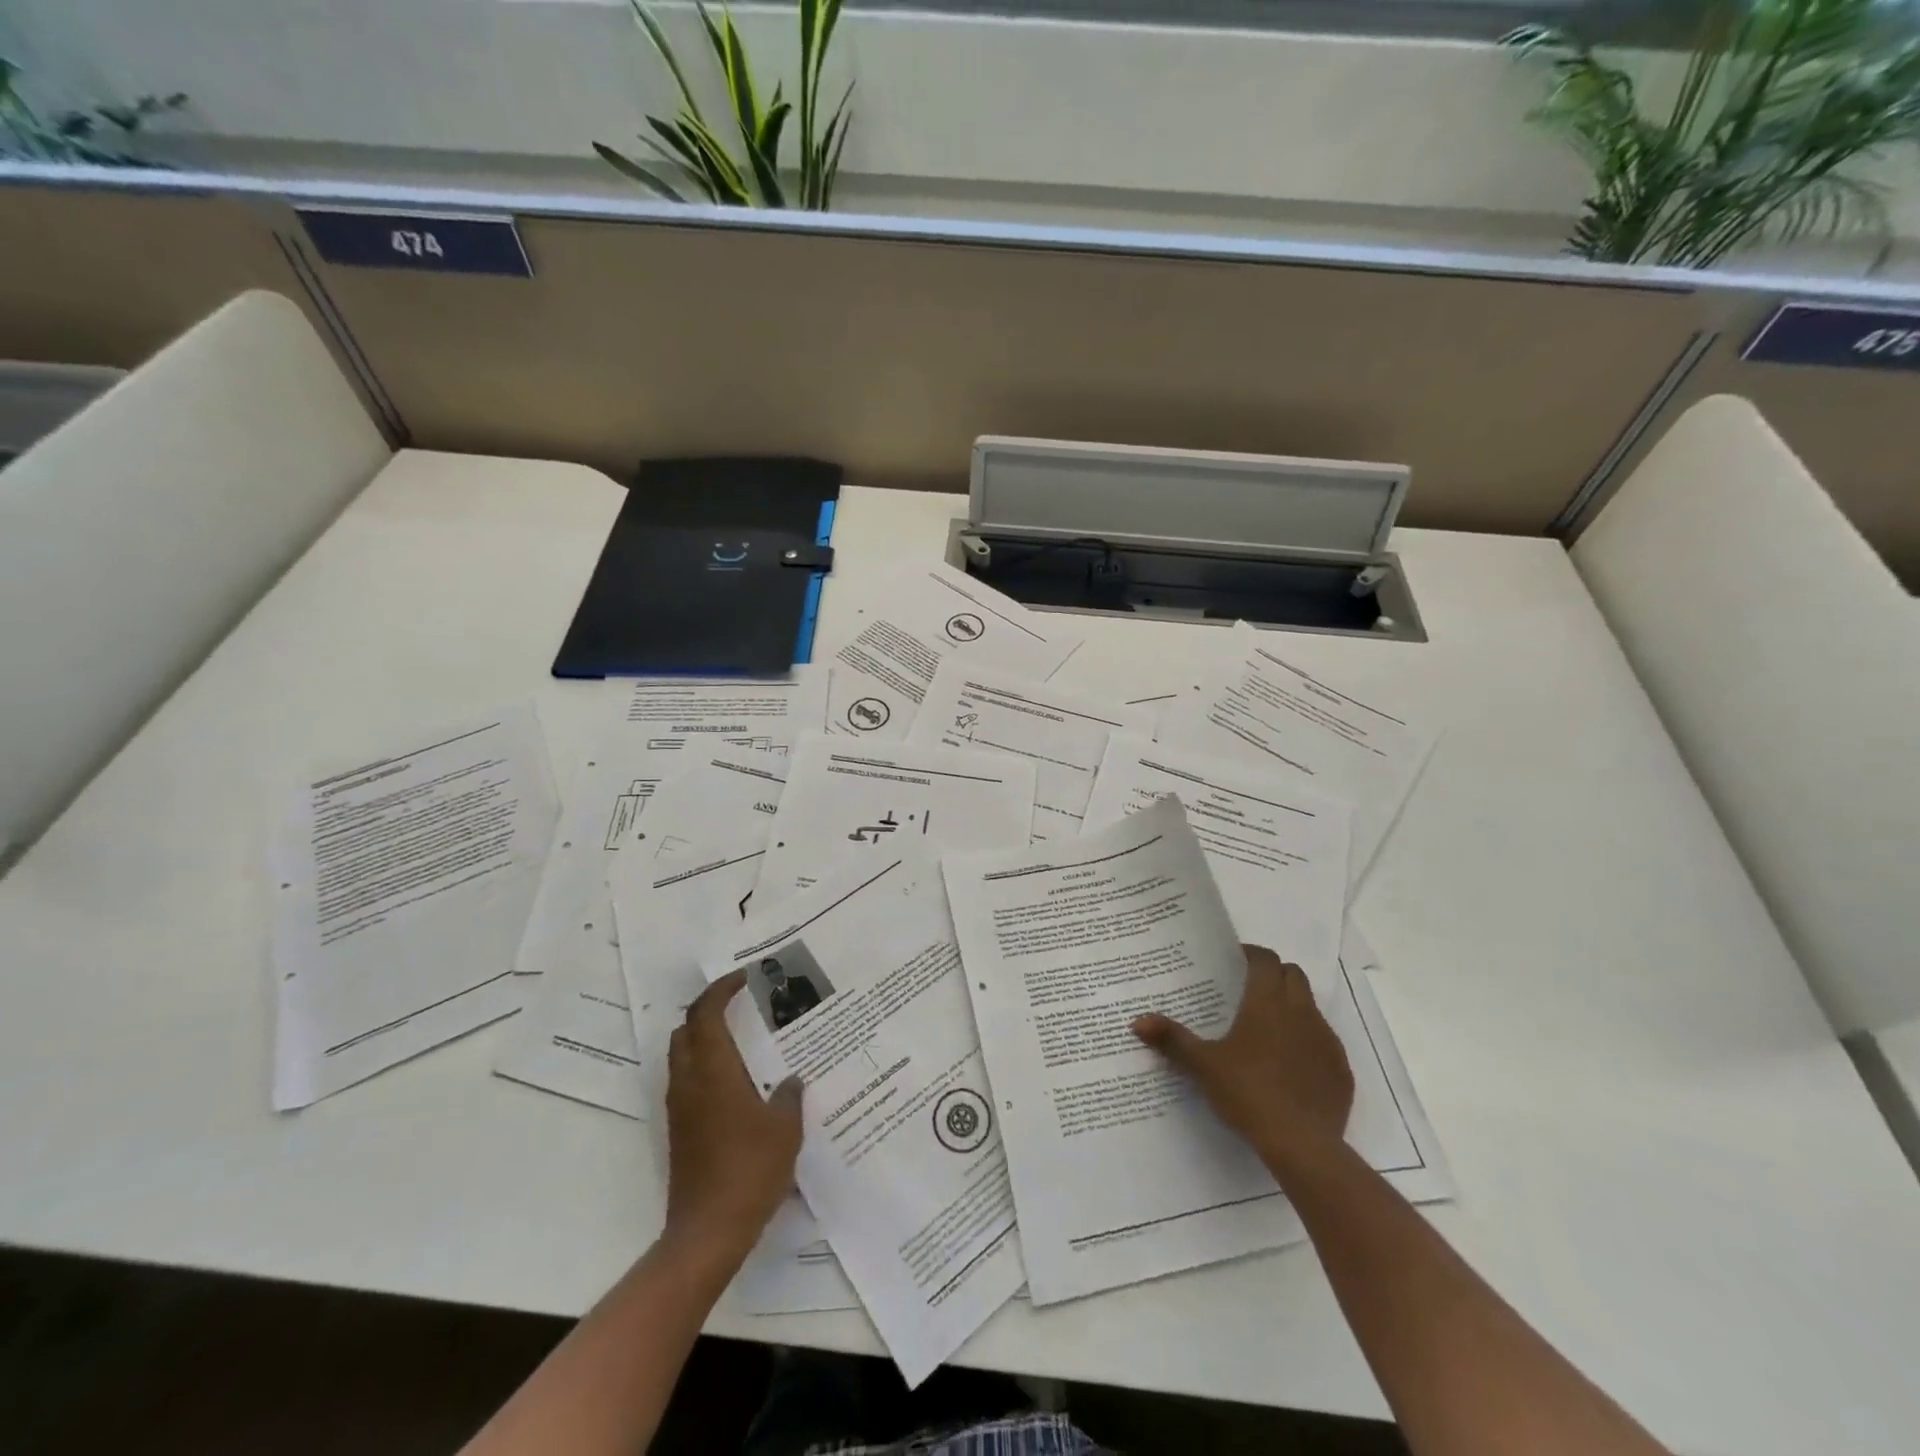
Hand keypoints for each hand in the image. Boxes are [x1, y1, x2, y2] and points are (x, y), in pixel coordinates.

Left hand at [663, 969, 803, 1270]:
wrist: (708, 1231)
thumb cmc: (750, 1169)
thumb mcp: (785, 1128)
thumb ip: (789, 1096)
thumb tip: (791, 1081)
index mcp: (714, 1071)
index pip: (705, 1014)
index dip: (721, 990)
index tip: (743, 978)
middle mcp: (689, 1082)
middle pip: (685, 1030)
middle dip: (707, 1009)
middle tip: (738, 1004)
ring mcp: (680, 1109)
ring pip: (681, 1056)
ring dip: (703, 1037)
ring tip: (739, 1037)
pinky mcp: (679, 1132)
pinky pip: (686, 1082)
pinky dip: (704, 1066)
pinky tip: (735, 1082)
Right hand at [1133, 944, 1352, 1167]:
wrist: (1303, 1145)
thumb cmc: (1248, 1092)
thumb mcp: (1203, 1065)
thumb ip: (1172, 1039)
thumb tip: (1137, 1022)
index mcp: (1267, 1002)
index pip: (1266, 960)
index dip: (1251, 955)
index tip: (1233, 962)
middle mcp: (1301, 1012)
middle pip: (1293, 975)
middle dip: (1274, 975)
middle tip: (1249, 990)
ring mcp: (1326, 1040)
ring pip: (1311, 1007)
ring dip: (1292, 1007)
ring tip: (1266, 1029)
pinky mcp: (1340, 1070)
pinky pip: (1324, 1043)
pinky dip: (1307, 1043)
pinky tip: (1289, 1067)